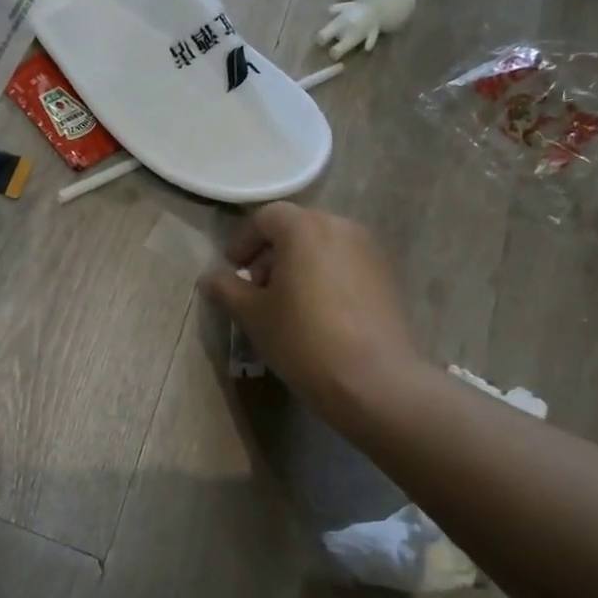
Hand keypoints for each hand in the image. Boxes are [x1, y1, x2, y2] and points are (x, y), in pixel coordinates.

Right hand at [201, 203, 427, 430]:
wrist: (373, 379)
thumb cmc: (302, 338)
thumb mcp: (252, 315)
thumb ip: (227, 288)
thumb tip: (211, 277)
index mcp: (304, 228)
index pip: (266, 218)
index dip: (243, 241)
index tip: (233, 269)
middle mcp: (341, 227)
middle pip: (296, 228)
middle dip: (271, 253)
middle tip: (257, 287)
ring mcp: (369, 250)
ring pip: (323, 245)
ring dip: (299, 264)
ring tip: (287, 302)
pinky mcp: (386, 276)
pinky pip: (345, 264)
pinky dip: (325, 276)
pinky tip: (318, 312)